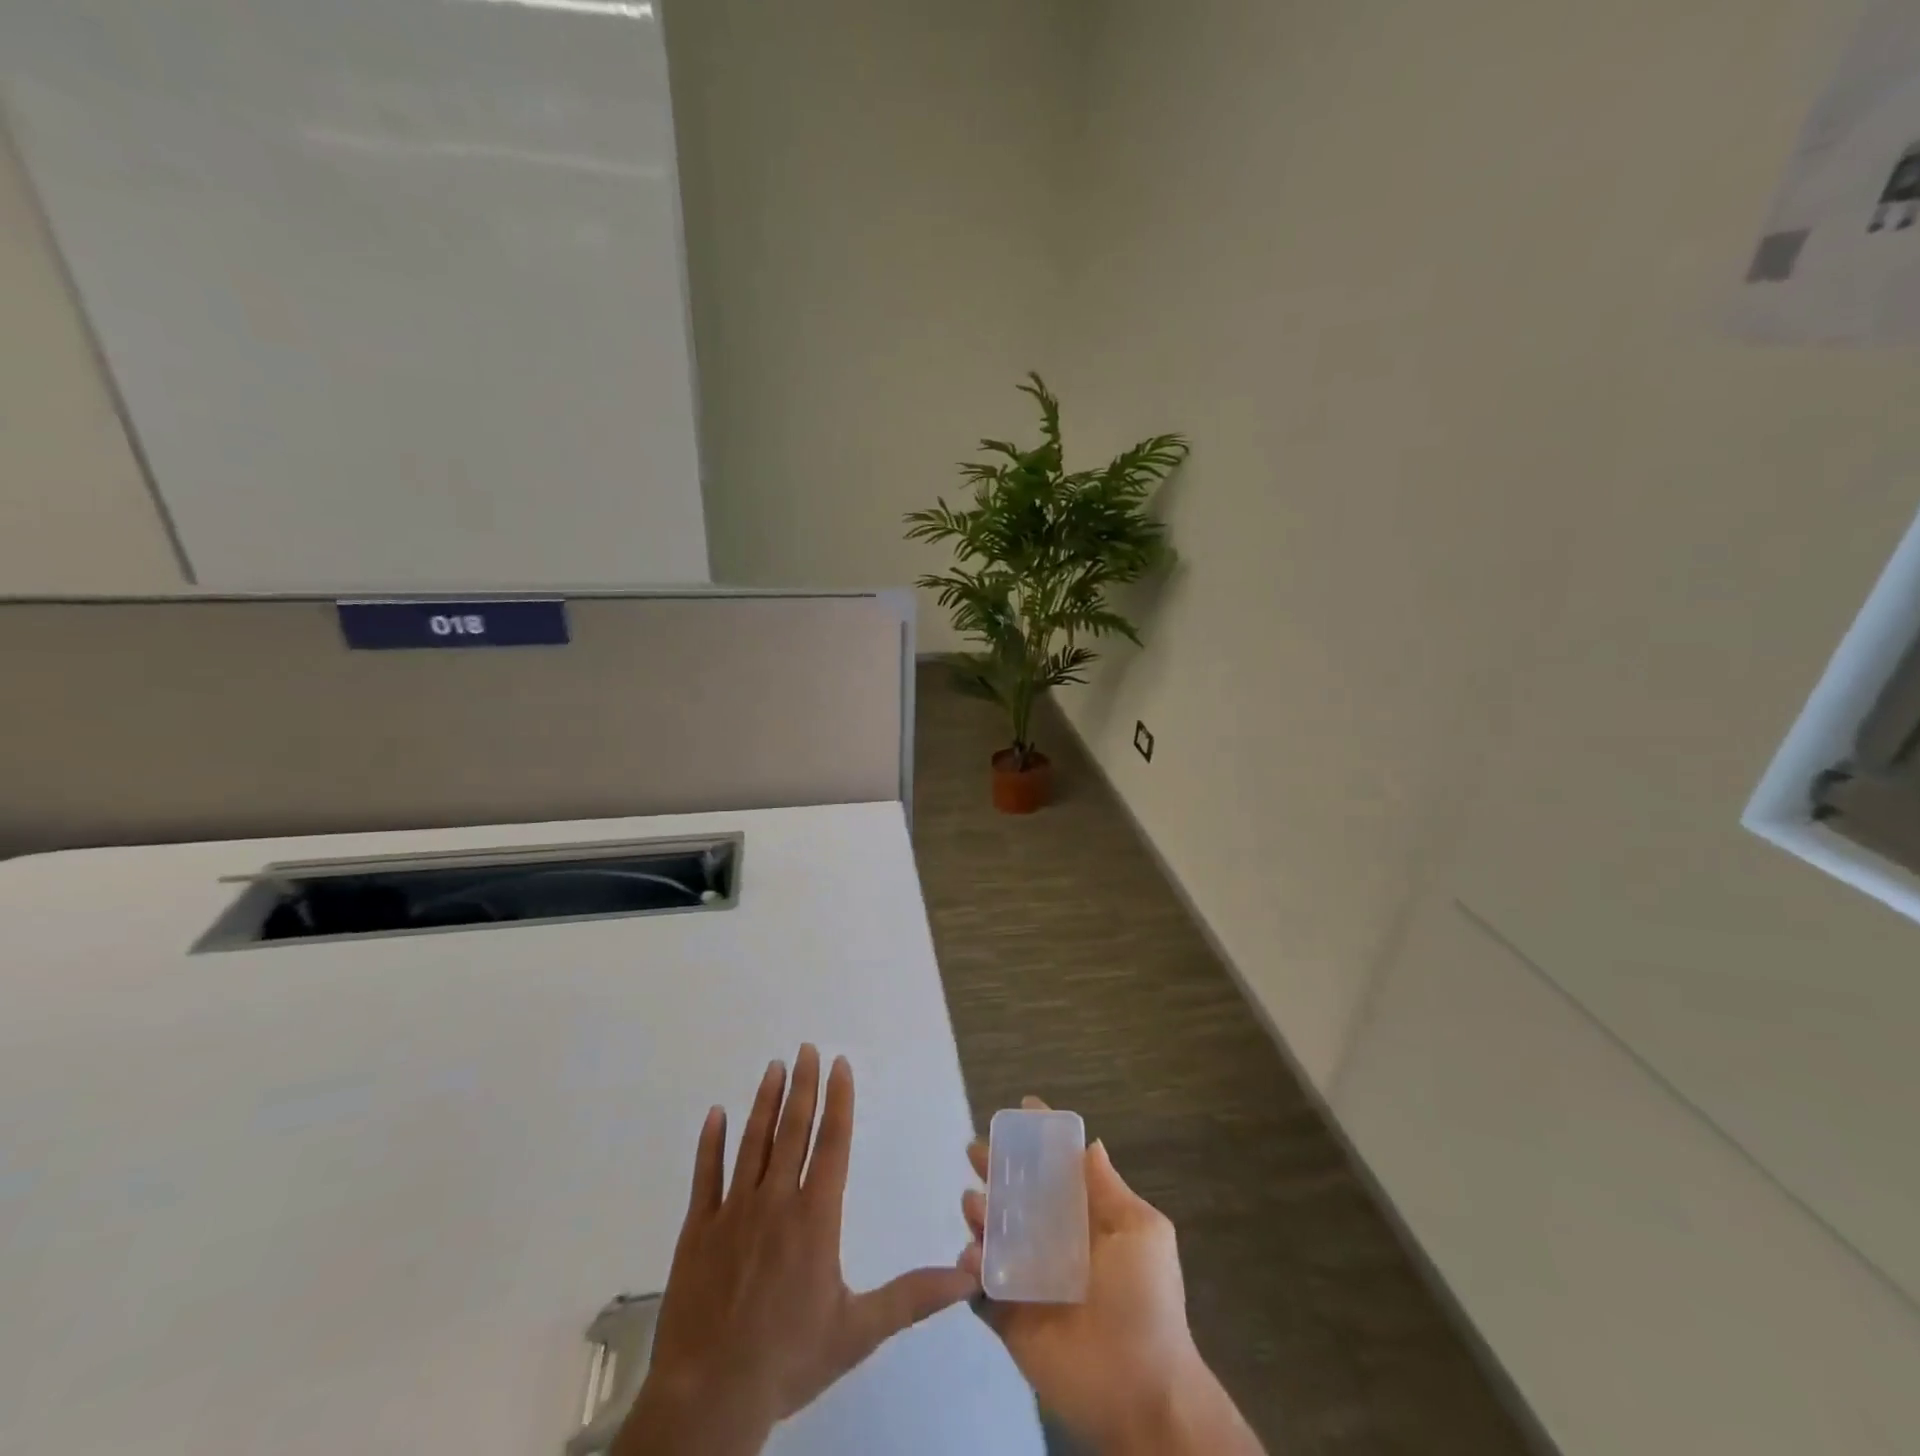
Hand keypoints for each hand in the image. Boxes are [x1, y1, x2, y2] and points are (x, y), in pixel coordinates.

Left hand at [616, 1046, 979, 1455]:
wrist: (710, 1398)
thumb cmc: (789, 1359)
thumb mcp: (859, 1331)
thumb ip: (912, 1297)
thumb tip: (969, 1277)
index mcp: (814, 1217)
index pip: (831, 1143)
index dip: (838, 1100)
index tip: (839, 1064)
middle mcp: (775, 1201)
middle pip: (792, 1130)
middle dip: (802, 1086)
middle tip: (806, 1048)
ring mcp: (732, 1211)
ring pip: (752, 1142)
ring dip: (764, 1102)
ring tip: (773, 1066)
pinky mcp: (697, 1230)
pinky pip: (705, 1176)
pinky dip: (710, 1143)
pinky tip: (714, 1114)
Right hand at [960, 1099, 1264, 1455]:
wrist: (1142, 1391)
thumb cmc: (1146, 1301)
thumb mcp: (1141, 1232)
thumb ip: (1109, 1189)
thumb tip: (1091, 1143)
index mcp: (1086, 1220)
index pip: (1057, 1172)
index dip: (1038, 1141)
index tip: (1019, 1109)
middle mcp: (1055, 1243)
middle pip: (1018, 1197)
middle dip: (995, 1170)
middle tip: (974, 1152)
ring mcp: (1030, 1280)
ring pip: (994, 1236)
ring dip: (979, 1214)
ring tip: (974, 1204)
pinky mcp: (1009, 1318)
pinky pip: (981, 1287)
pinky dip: (969, 1269)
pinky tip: (970, 1256)